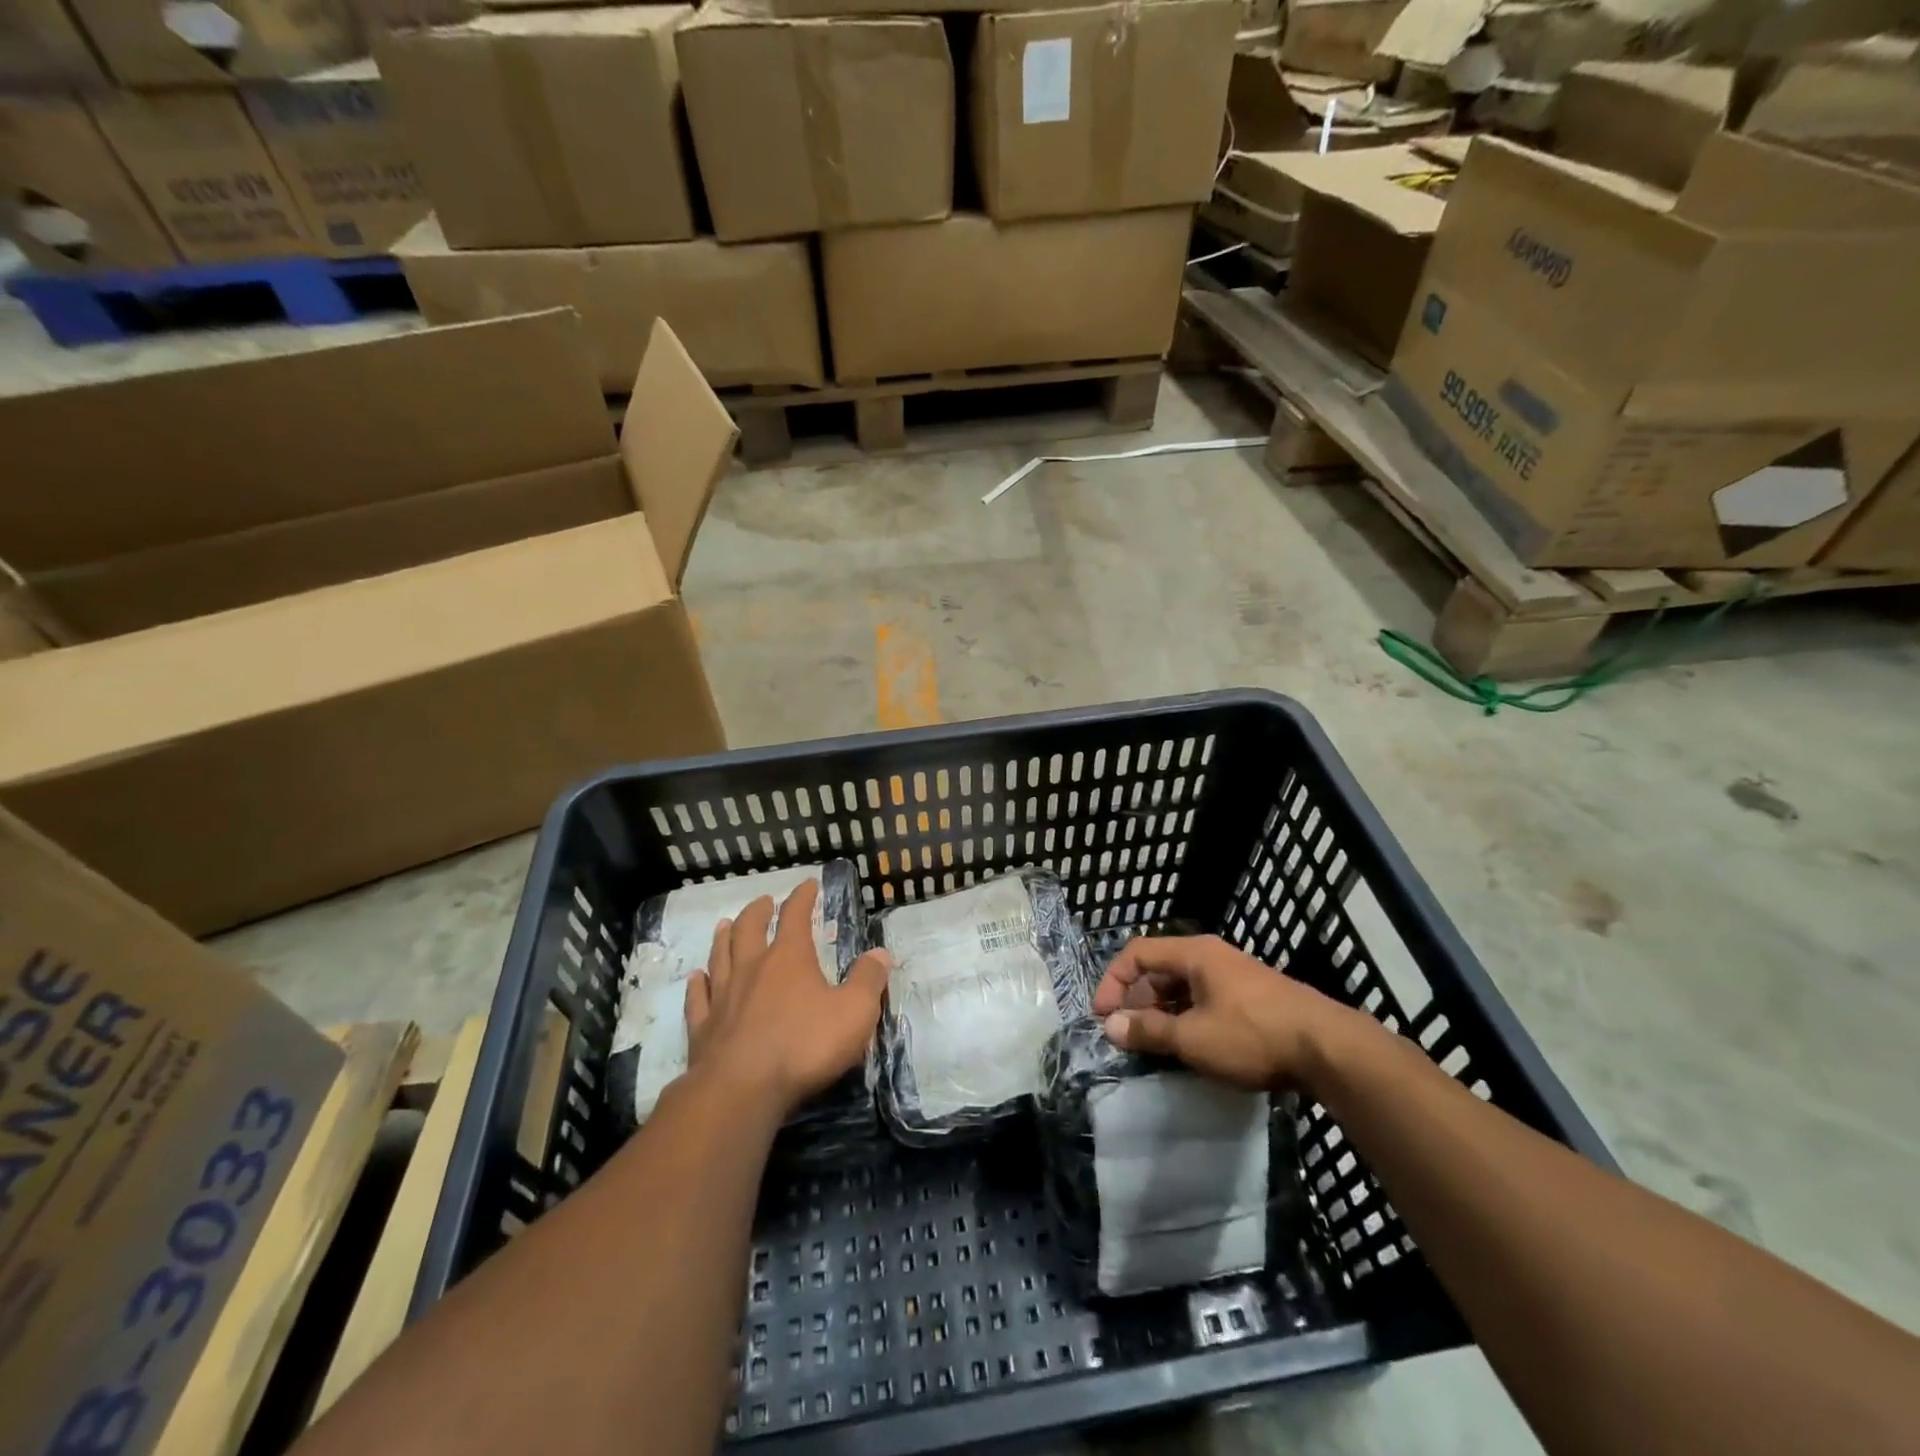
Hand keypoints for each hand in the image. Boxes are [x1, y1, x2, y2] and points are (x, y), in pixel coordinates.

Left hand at [685, 880, 890, 1114]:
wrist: (742, 1090)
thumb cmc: (804, 1046)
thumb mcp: (854, 1012)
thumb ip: (868, 980)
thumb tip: (880, 953)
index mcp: (788, 958)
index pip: (795, 916)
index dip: (802, 897)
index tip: (808, 885)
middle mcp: (752, 968)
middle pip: (749, 929)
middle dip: (758, 912)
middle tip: (763, 902)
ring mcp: (723, 997)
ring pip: (720, 956)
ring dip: (724, 938)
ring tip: (724, 926)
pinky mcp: (703, 1028)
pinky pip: (698, 998)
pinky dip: (698, 984)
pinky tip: (696, 978)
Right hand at [1094, 934, 1353, 1090]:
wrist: (1329, 1049)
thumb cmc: (1252, 1035)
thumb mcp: (1194, 1038)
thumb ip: (1149, 1031)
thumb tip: (1110, 1026)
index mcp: (1194, 954)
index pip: (1138, 953)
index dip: (1114, 981)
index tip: (1103, 1015)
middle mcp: (1212, 957)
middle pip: (1160, 970)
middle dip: (1137, 1000)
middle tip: (1126, 1034)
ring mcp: (1234, 978)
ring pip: (1183, 989)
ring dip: (1162, 1014)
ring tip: (1152, 1046)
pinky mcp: (1252, 1000)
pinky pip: (1205, 1002)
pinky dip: (1187, 1020)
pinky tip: (1188, 1049)